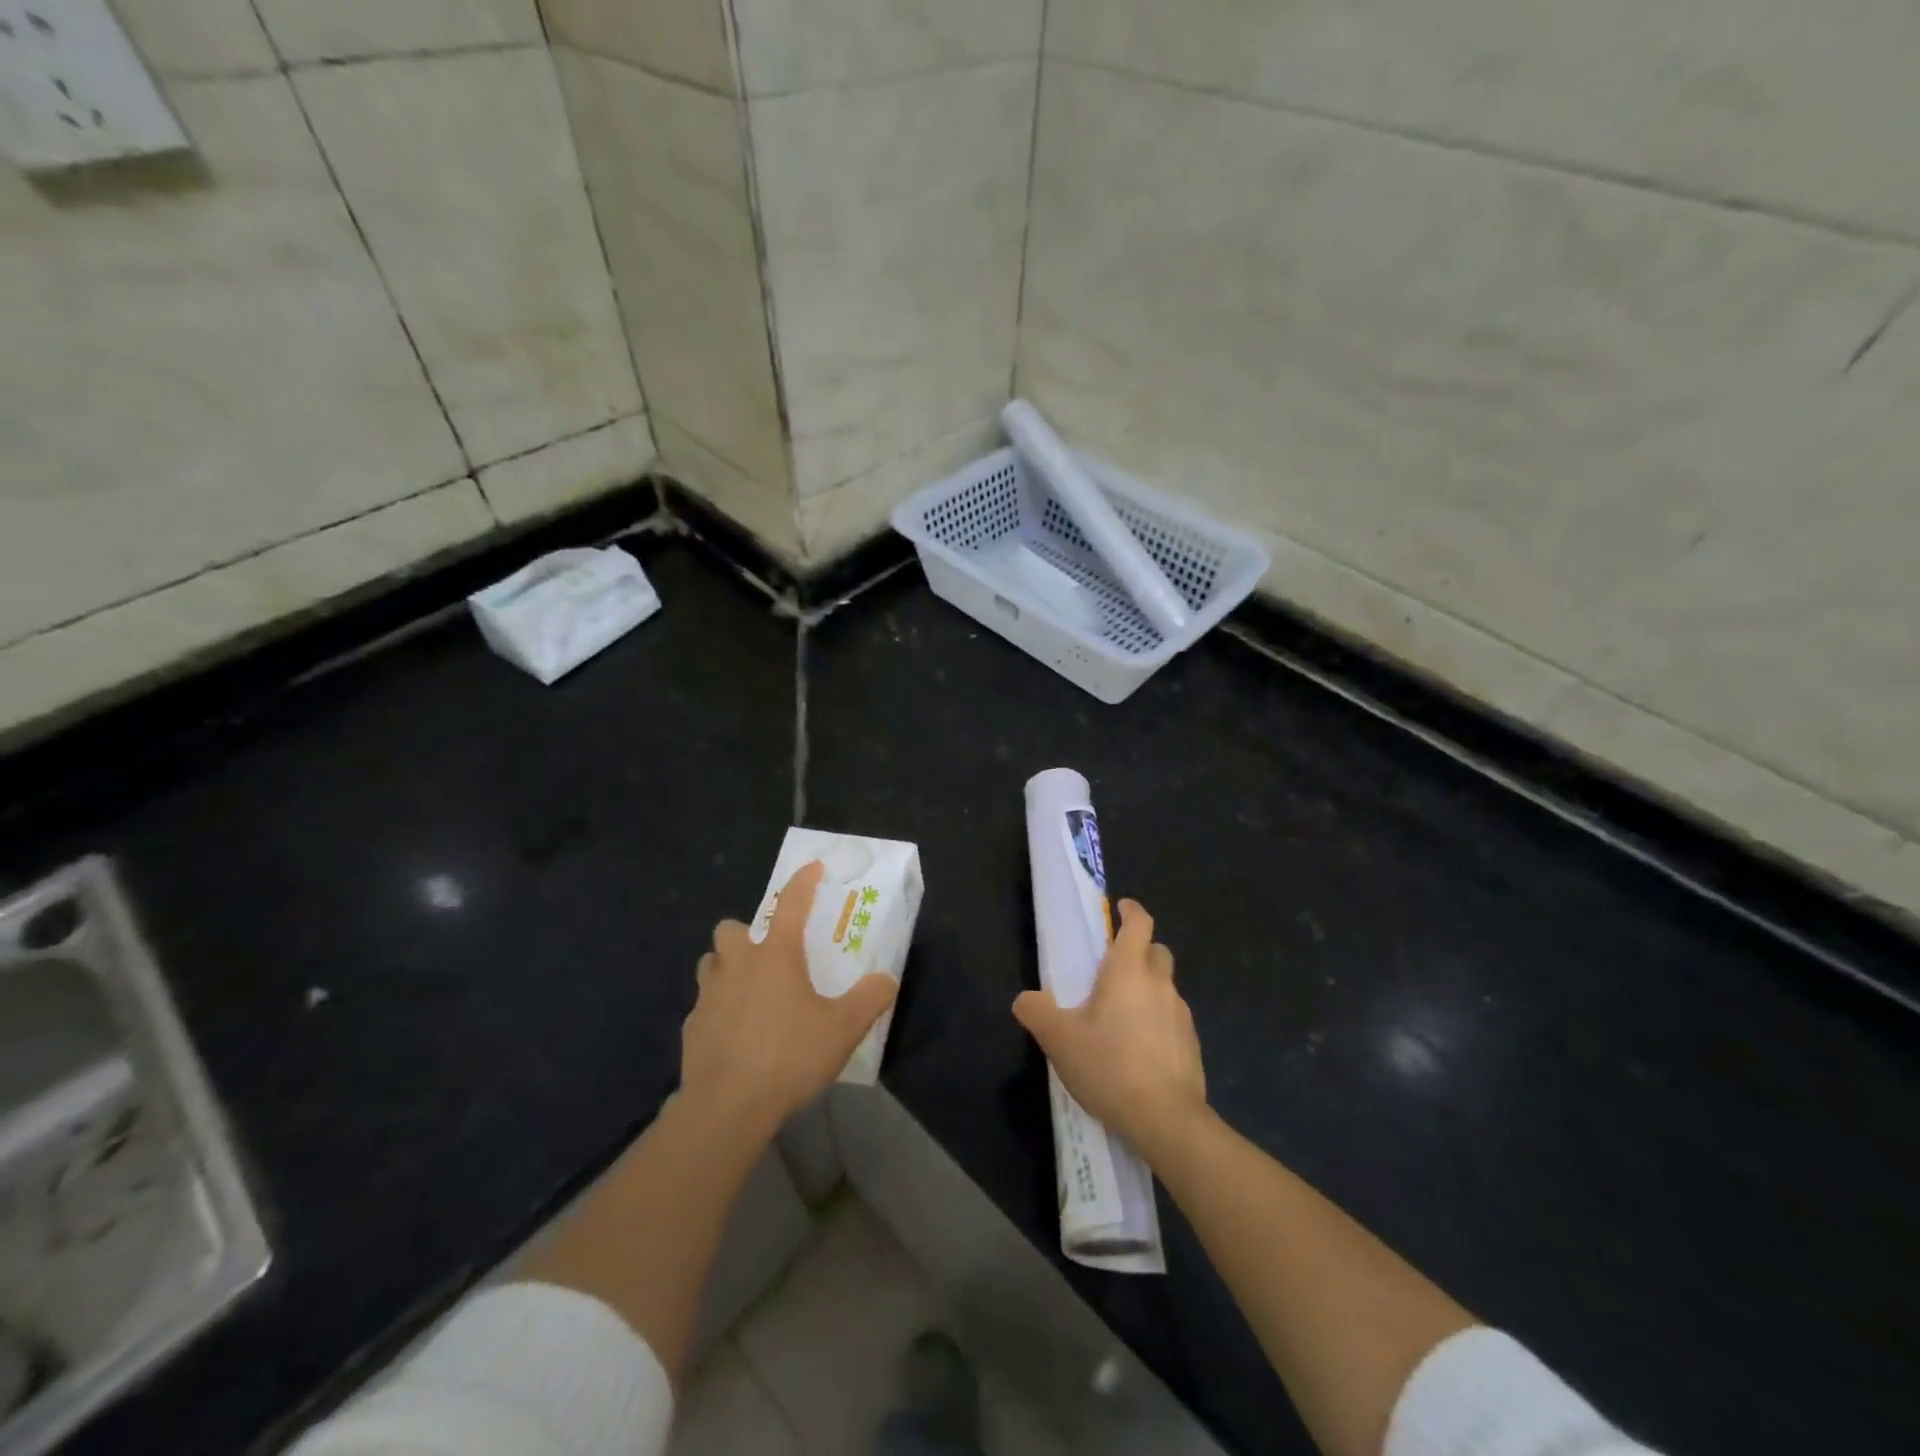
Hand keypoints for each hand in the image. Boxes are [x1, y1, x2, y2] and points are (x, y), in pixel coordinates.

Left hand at [681, 861, 898, 1136]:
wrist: (726, 1108)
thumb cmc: (789, 1056)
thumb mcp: (843, 1029)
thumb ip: (869, 999)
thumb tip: (886, 979)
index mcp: (775, 955)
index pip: (790, 903)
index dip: (803, 882)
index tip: (813, 868)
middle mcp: (737, 965)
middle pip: (731, 928)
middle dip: (747, 933)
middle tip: (769, 955)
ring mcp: (708, 995)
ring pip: (712, 963)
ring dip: (728, 967)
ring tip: (750, 991)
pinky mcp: (691, 1027)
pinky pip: (705, 1004)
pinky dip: (719, 1009)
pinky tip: (736, 1034)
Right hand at [1013, 899, 1208, 1164]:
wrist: (1166, 1119)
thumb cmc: (1109, 1066)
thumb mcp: (1059, 1040)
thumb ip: (1036, 1012)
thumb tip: (1025, 999)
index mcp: (1128, 971)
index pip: (1139, 924)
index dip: (1131, 911)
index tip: (1120, 909)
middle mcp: (1160, 984)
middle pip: (1157, 951)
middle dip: (1140, 950)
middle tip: (1114, 968)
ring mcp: (1181, 1014)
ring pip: (1165, 987)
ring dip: (1148, 989)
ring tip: (1122, 1017)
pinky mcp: (1192, 1043)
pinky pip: (1173, 1018)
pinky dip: (1158, 1021)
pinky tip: (1140, 1050)